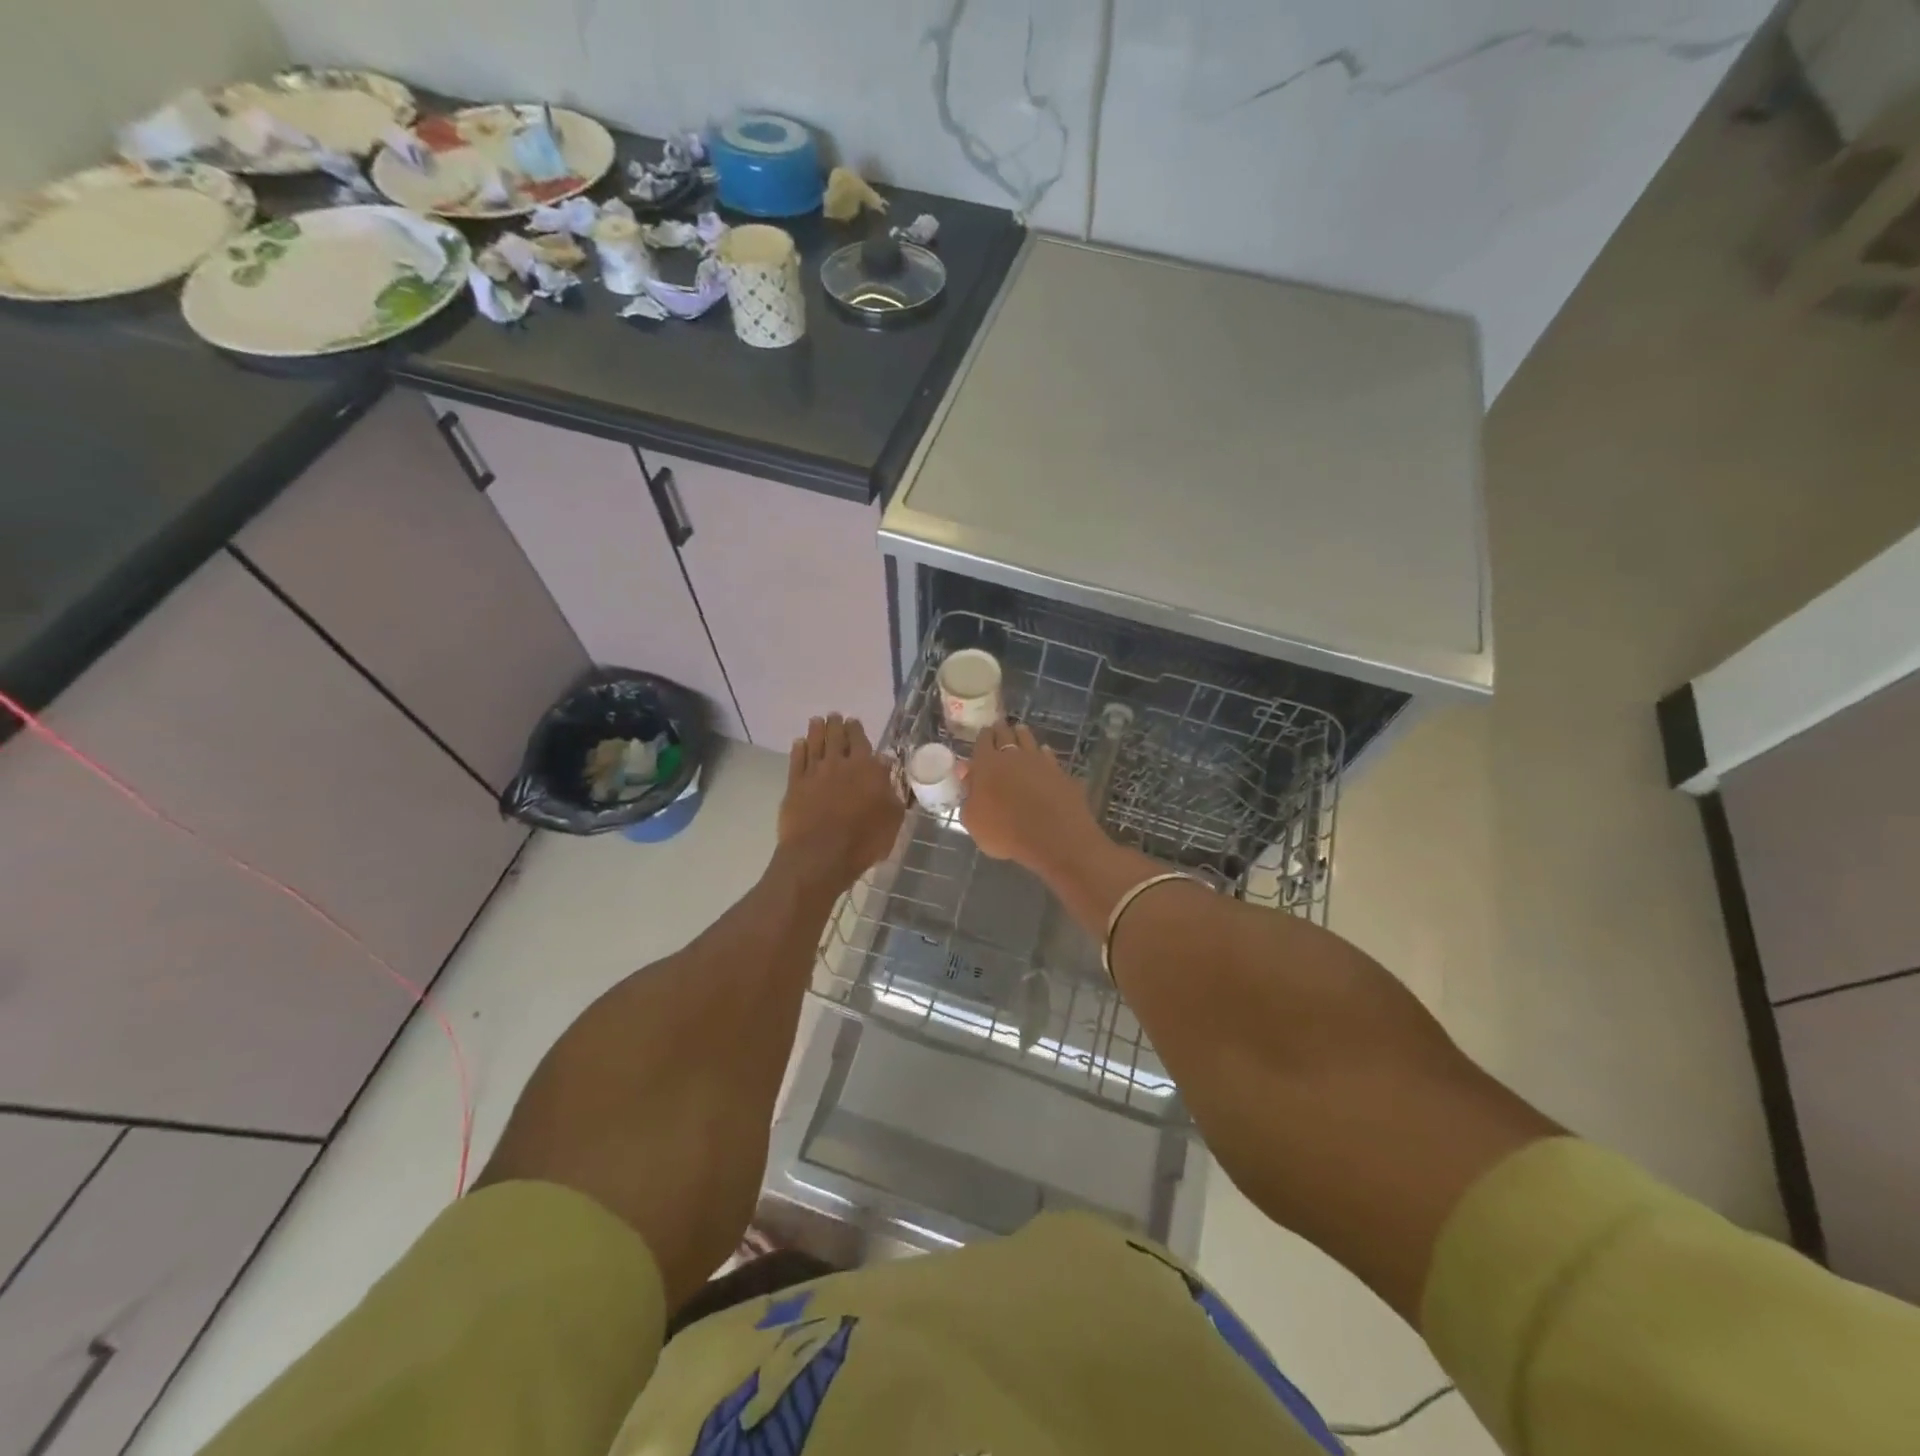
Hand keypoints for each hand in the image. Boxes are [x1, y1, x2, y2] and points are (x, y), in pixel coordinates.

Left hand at [778, 714, 903, 891]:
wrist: (820, 855)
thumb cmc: (863, 840)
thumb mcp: (892, 817)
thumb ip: (891, 790)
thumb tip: (886, 767)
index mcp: (866, 769)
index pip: (861, 741)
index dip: (857, 729)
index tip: (854, 721)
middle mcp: (839, 763)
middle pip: (837, 737)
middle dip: (836, 724)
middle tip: (834, 716)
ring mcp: (814, 772)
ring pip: (815, 743)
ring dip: (816, 730)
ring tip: (817, 721)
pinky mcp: (794, 785)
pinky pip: (796, 760)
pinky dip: (798, 749)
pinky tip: (799, 743)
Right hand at [961, 721, 1101, 869]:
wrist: (1053, 838)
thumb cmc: (1004, 832)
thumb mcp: (973, 820)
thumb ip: (968, 794)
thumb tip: (967, 775)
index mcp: (987, 764)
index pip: (983, 740)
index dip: (983, 737)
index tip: (983, 735)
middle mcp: (1013, 756)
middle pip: (1006, 734)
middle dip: (1001, 730)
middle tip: (999, 729)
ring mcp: (1040, 761)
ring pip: (1028, 739)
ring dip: (1022, 735)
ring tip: (1020, 732)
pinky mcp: (1060, 772)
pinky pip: (1049, 756)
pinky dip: (1043, 753)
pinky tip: (1043, 755)